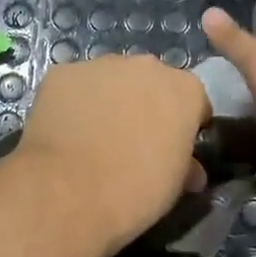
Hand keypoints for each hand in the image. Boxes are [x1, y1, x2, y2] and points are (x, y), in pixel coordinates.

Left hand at [10, 54, 210, 255]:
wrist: (69, 192)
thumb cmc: (135, 190)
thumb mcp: (174, 185)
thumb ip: (186, 164)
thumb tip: (191, 170)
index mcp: (184, 89)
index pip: (193, 101)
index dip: (184, 125)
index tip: (173, 148)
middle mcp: (146, 66)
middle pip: (151, 82)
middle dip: (145, 105)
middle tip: (132, 141)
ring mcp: (101, 64)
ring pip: (111, 80)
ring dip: (108, 100)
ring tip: (93, 137)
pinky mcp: (62, 72)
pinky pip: (74, 85)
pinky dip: (73, 102)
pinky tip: (65, 131)